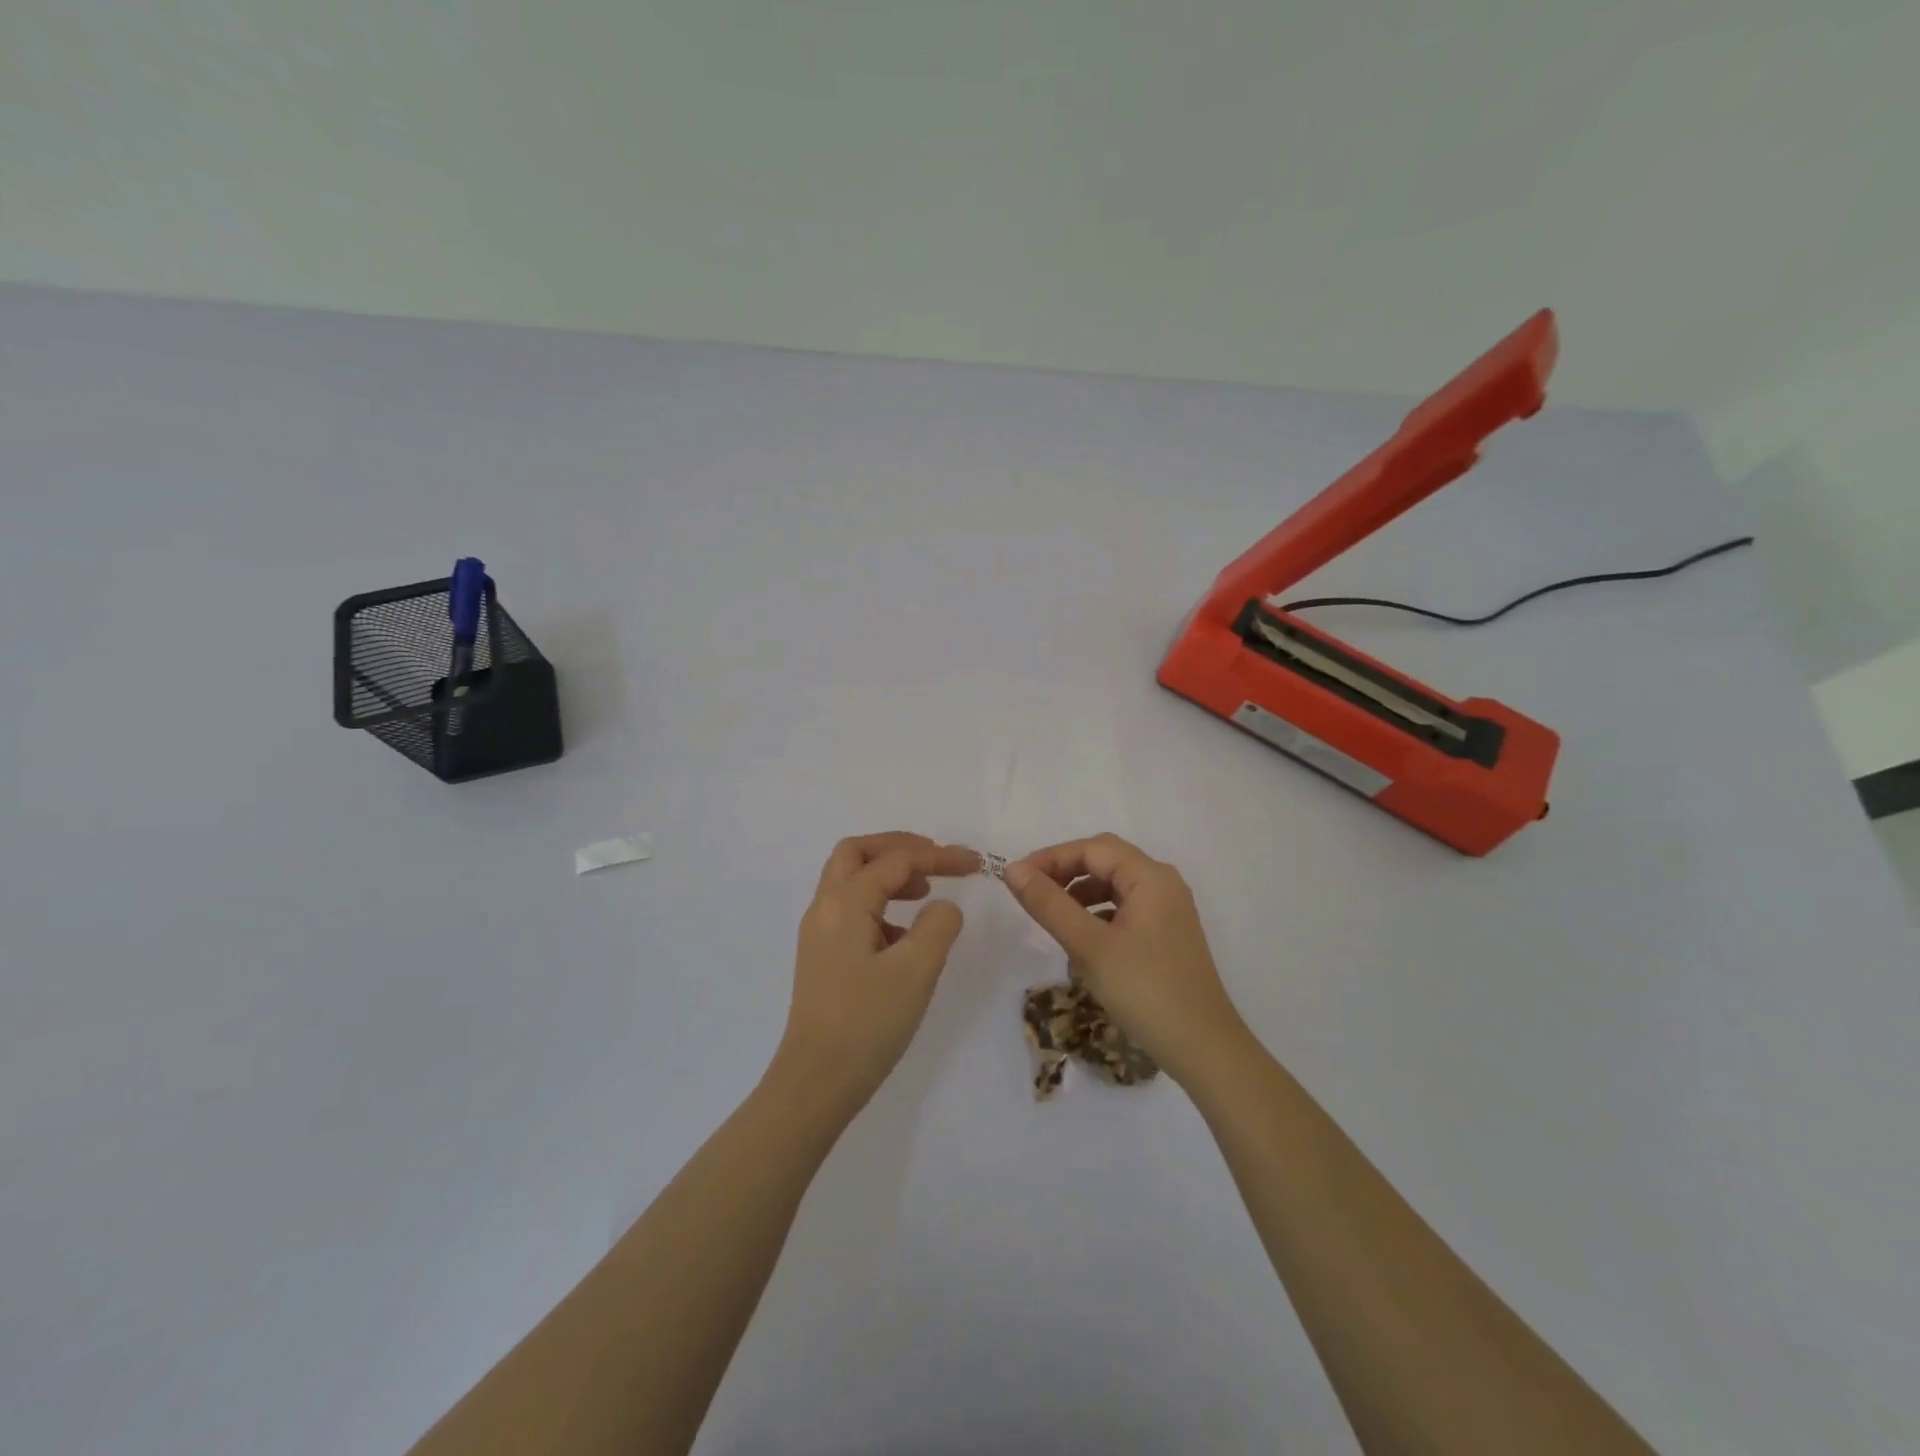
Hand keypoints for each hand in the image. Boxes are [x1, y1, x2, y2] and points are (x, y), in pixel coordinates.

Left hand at [774, 832, 978, 1113]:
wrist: (816, 1082)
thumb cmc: (867, 1023)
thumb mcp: (916, 971)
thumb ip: (938, 926)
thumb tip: (943, 907)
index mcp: (844, 903)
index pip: (895, 861)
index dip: (938, 857)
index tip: (976, 864)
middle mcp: (825, 909)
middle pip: (857, 853)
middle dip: (899, 848)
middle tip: (935, 861)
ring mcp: (820, 934)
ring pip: (850, 880)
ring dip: (888, 874)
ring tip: (924, 893)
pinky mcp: (823, 957)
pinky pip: (851, 910)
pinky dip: (880, 904)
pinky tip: (904, 936)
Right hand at [1002, 833, 1248, 1085]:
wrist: (1203, 1048)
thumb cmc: (1145, 990)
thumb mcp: (1089, 946)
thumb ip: (1049, 904)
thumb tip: (1012, 870)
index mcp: (1150, 877)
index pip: (1092, 849)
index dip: (1051, 858)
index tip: (1016, 879)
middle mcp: (1163, 885)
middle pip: (1105, 862)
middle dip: (1066, 874)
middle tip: (1031, 893)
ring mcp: (1168, 912)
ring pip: (1114, 888)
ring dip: (1080, 897)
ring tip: (1053, 921)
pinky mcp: (1166, 937)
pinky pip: (1125, 912)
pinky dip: (1098, 919)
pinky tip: (1081, 949)